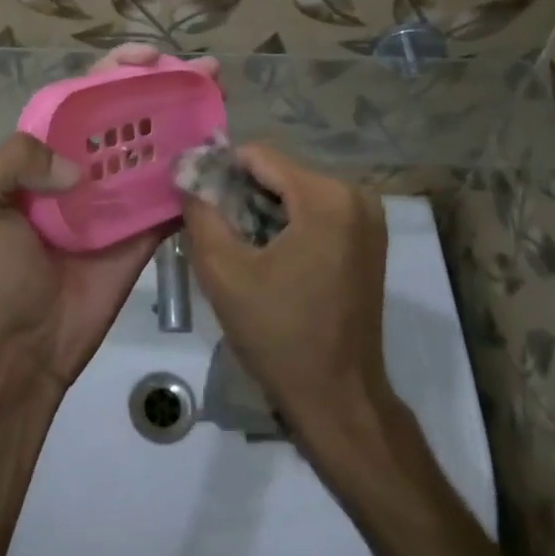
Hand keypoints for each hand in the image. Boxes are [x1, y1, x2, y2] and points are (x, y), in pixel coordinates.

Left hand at [0, 44, 220, 389]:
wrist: (23, 344)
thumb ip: (10, 159)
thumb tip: (77, 167)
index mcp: (45, 150)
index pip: (85, 94)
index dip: (116, 69)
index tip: (150, 57)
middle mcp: (85, 164)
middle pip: (130, 113)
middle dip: (164, 86)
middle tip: (203, 72)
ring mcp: (118, 198)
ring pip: (156, 147)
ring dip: (187, 120)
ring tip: (220, 98)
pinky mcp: (143, 230)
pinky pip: (172, 196)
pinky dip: (194, 175)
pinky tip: (221, 153)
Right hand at [182, 145, 392, 442]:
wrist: (339, 399)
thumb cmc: (280, 336)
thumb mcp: (224, 272)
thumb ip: (200, 212)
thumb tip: (186, 174)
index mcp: (326, 197)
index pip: (259, 156)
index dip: (220, 171)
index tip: (193, 197)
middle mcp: (355, 195)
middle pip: (279, 172)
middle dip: (241, 193)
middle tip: (212, 227)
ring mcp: (367, 216)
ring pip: (295, 190)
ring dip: (261, 209)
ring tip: (236, 244)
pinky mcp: (368, 238)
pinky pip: (315, 210)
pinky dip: (285, 222)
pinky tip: (265, 254)